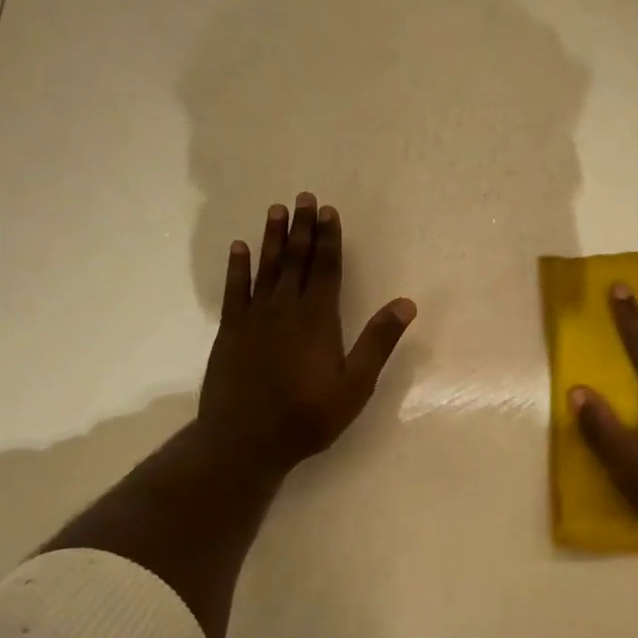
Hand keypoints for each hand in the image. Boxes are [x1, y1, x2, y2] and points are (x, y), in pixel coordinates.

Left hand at [197, 192, 415, 476]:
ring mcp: (254, 318)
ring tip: (276, 210)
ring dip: (272, 238)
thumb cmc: (307, 416)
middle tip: (303, 197)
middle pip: (296, 260)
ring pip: (266, 268)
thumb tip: (406, 304)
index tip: (328, 211)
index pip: (326, 268)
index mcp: (318, 319)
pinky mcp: (230, 331)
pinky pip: (235, 290)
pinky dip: (237, 267)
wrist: (244, 440)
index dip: (329, 239)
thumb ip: (378, 342)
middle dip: (302, 228)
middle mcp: (285, 309)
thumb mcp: (355, 385)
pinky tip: (239, 248)